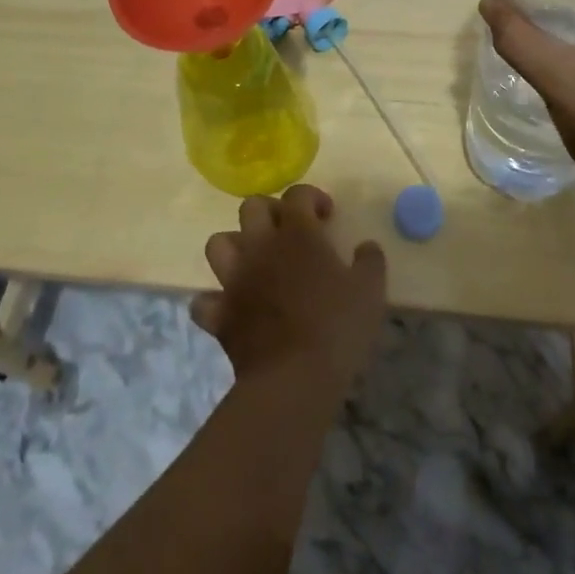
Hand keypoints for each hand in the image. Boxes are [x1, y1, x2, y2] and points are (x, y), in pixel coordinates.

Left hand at [191, 184, 386, 392]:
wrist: (294, 378)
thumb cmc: (336, 326)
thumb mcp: (370, 290)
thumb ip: (370, 260)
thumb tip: (366, 246)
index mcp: (298, 234)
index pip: (297, 194)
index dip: (312, 197)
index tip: (327, 216)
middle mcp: (260, 247)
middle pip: (251, 207)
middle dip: (270, 212)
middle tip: (290, 232)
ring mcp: (234, 280)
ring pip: (218, 243)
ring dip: (235, 247)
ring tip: (256, 262)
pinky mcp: (220, 315)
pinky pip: (204, 301)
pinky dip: (215, 301)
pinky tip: (233, 308)